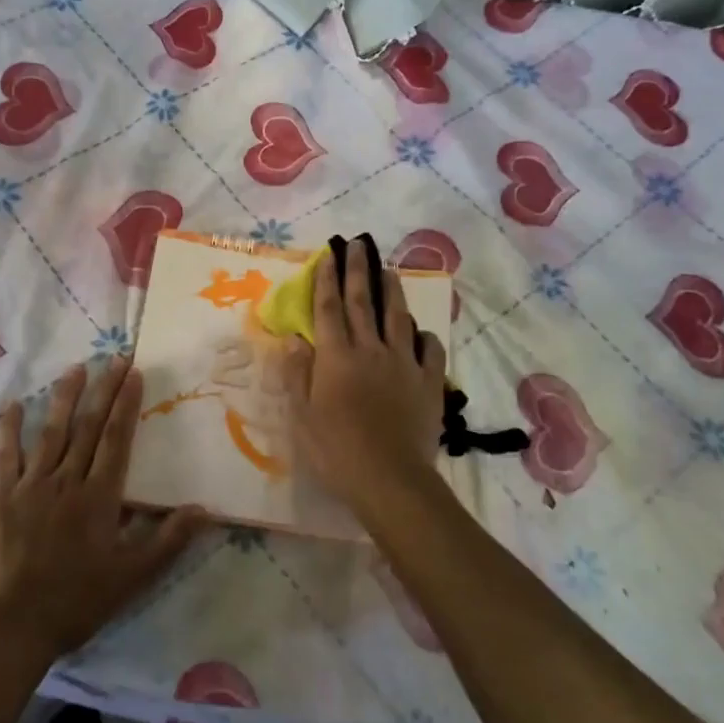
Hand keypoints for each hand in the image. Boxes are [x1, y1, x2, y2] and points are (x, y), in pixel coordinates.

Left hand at [0, 358, 203, 661]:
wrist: (13, 626)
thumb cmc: (77, 601)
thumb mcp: (132, 577)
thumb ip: (167, 540)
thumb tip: (204, 509)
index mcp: (99, 496)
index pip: (117, 439)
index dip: (126, 404)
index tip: (133, 373)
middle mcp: (67, 480)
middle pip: (88, 427)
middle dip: (103, 390)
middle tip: (114, 358)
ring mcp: (30, 486)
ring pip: (51, 433)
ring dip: (65, 398)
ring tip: (75, 368)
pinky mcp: (0, 498)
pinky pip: (5, 456)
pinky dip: (10, 430)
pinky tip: (15, 406)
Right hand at [279, 234, 448, 510]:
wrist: (389, 478)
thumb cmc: (336, 450)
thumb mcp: (301, 416)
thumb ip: (297, 373)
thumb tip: (293, 338)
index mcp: (336, 356)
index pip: (328, 308)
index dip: (326, 279)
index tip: (328, 255)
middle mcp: (370, 349)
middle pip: (362, 302)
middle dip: (358, 270)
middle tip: (359, 244)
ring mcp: (403, 363)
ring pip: (398, 317)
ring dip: (392, 292)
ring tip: (389, 271)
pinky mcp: (428, 382)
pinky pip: (430, 350)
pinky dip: (425, 336)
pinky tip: (421, 333)